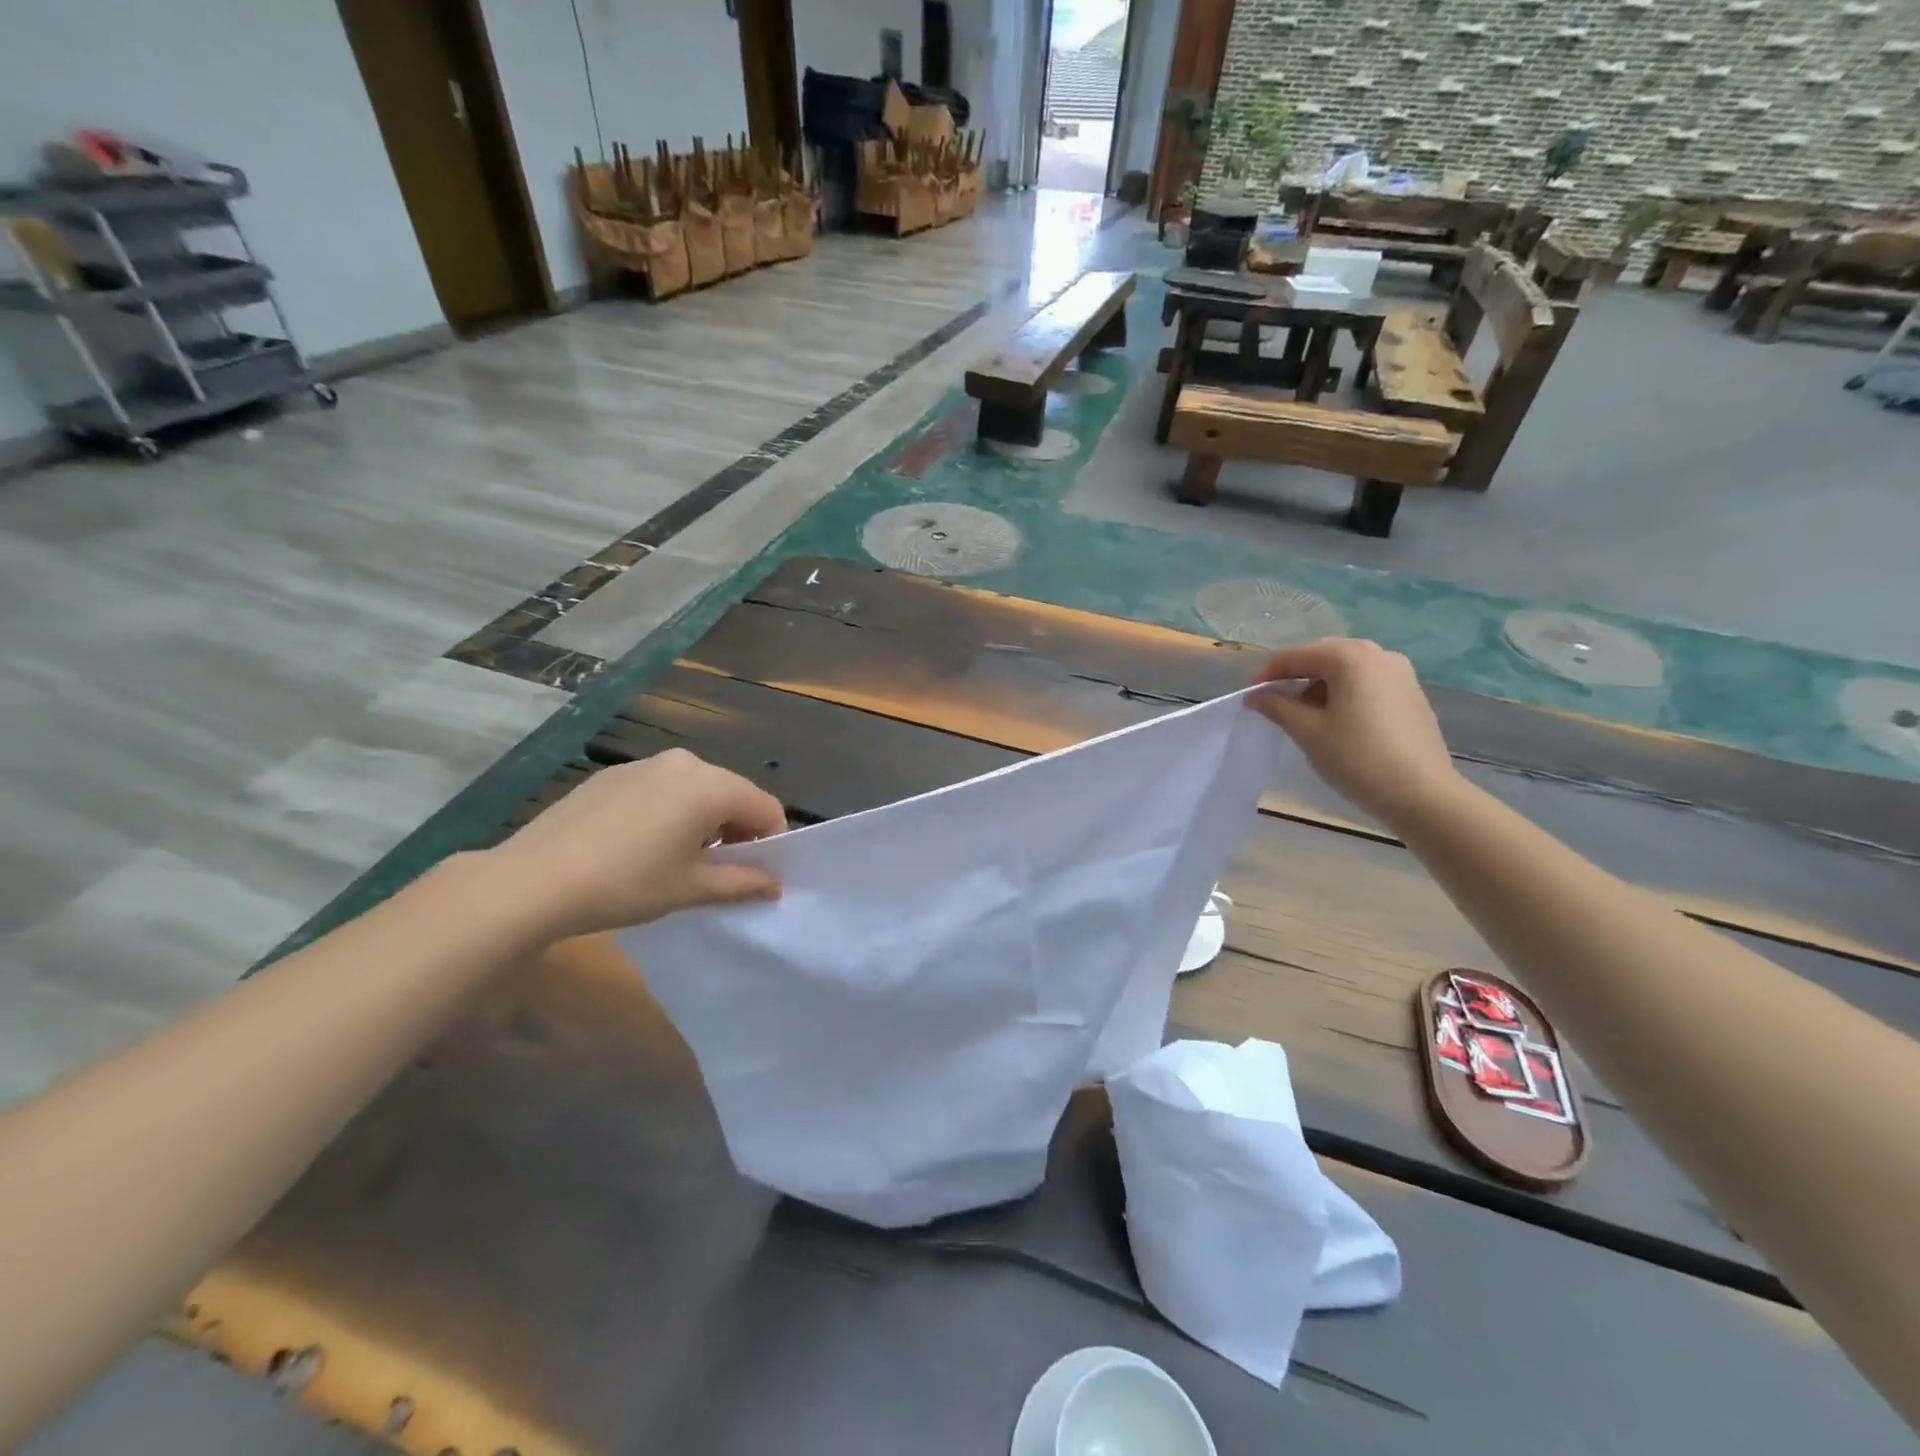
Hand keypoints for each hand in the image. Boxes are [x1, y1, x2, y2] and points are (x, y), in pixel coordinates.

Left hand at [485, 750, 785, 940]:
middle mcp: (685, 763)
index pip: (766, 808)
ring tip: (679, 858)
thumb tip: (775, 885)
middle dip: (738, 829)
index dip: (772, 842)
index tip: (756, 874)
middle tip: (719, 870)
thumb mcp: (690, 888)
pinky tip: (641, 844)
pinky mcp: (613, 774)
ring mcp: (645, 764)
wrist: (533, 880)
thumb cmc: (626, 884)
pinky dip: (670, 810)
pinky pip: (662, 788)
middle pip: (733, 793)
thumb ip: (742, 882)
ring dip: (704, 819)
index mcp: (711, 786)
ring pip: (696, 788)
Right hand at [1250, 638, 1464, 828]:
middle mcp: (1377, 654)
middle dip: (1295, 676)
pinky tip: (1336, 719)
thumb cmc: (1357, 758)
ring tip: (1303, 714)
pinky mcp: (1411, 692)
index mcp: (1349, 657)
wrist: (1422, 793)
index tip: (1250, 697)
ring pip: (1347, 669)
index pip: (1295, 656)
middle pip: (1323, 656)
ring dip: (1319, 684)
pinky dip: (1344, 692)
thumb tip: (1256, 696)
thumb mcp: (1308, 732)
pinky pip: (1367, 681)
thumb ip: (1278, 707)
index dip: (1267, 675)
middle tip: (1273, 703)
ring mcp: (1400, 672)